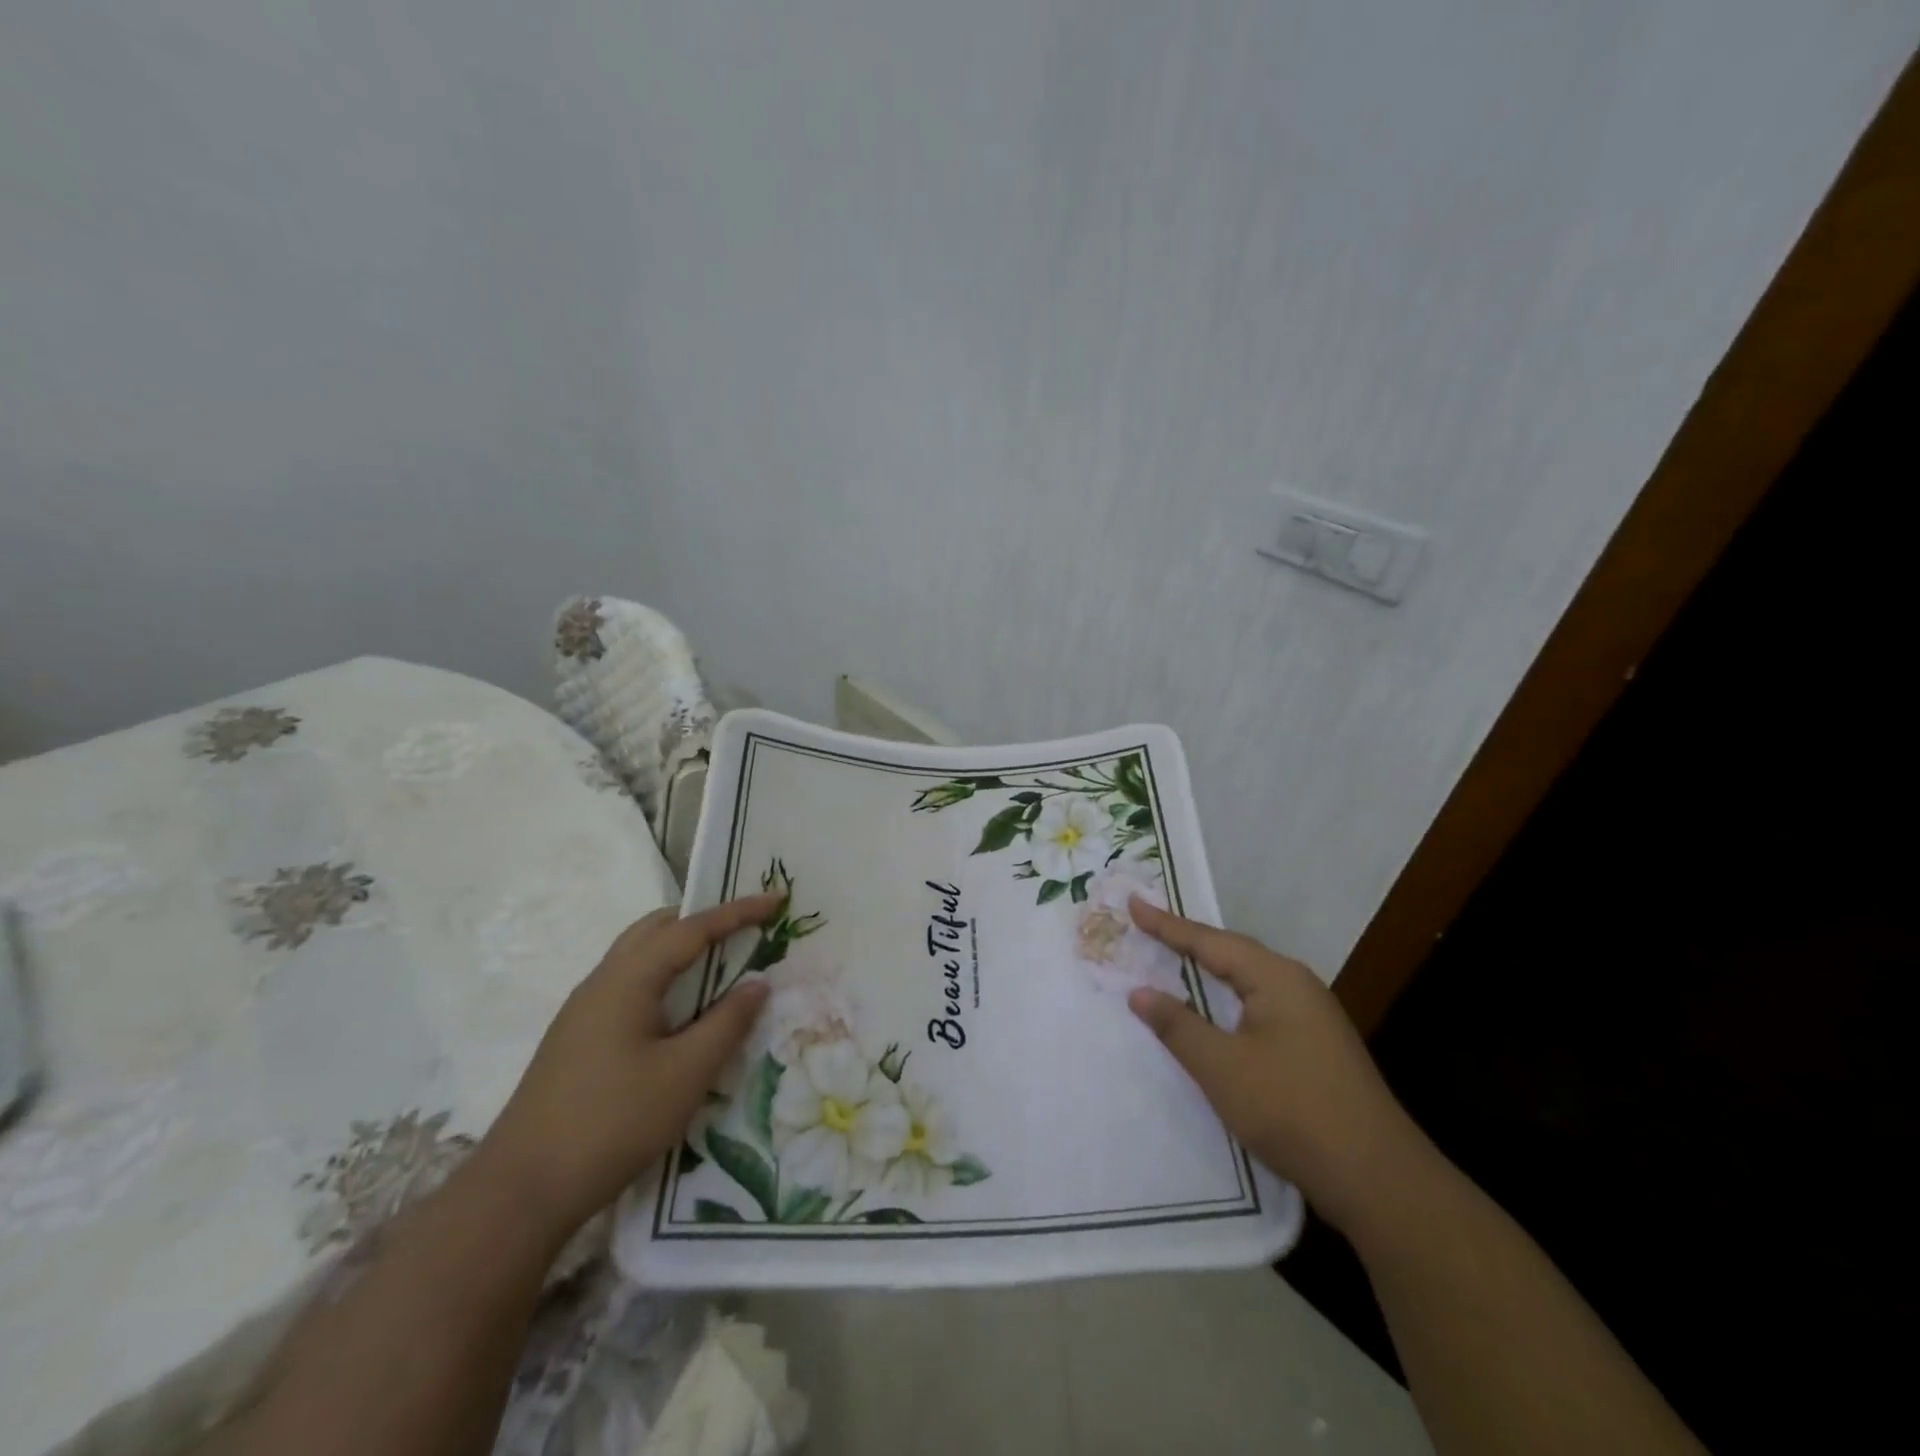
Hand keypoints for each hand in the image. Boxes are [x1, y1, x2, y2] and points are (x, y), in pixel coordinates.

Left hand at [477, 895, 777, 1242]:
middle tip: (745, 928)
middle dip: (703, 920)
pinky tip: (681, 1012)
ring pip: (638, 957)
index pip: (690, 929)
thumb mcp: (685, 1074)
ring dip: (681, 950)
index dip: (737, 912)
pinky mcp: (578, 1039)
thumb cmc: (612, 1122)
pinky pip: (629, 986)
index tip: (775, 900)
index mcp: (627, 980)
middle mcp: (601, 982)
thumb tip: (757, 983)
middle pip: (656, 929)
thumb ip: (726, 1023)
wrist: (520, 1191)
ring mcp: (583, 1011)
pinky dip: (664, 978)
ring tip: (721, 964)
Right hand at [1125, 898, 1431, 1236]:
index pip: (1209, 941)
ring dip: (1207, 970)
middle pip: (1231, 953)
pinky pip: (1257, 1005)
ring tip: (1171, 956)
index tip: (1133, 902)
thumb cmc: (1291, 1109)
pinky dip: (1224, 999)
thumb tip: (1140, 992)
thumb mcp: (1221, 1067)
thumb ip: (1177, 1025)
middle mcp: (1296, 985)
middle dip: (1187, 941)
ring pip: (1246, 981)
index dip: (1166, 925)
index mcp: (1276, 978)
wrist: (1377, 1178)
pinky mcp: (1314, 1046)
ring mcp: (1310, 1016)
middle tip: (1147, 925)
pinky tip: (1212, 1010)